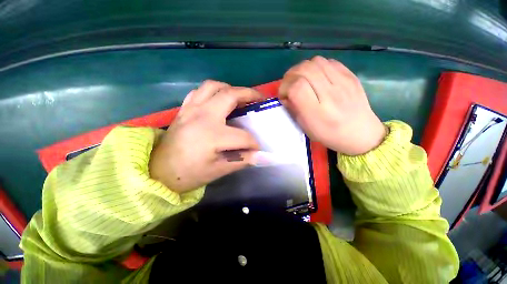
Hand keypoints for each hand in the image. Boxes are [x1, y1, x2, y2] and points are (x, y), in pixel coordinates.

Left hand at [149, 80, 262, 192]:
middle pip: (230, 95)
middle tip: (259, 99)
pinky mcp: (184, 108)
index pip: (243, 136)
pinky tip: (219, 100)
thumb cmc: (189, 174)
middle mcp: (202, 116)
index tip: (258, 148)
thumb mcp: (219, 170)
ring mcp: (191, 109)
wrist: (158, 171)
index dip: (254, 143)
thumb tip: (262, 157)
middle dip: (249, 94)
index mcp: (212, 135)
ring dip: (231, 89)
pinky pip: (200, 90)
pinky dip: (213, 91)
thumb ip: (243, 160)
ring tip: (240, 97)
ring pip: (214, 86)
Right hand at [278, 56, 385, 155]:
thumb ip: (294, 110)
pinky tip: (316, 76)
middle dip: (290, 76)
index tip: (283, 95)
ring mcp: (343, 82)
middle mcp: (331, 94)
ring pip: (315, 61)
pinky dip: (316, 66)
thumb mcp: (306, 128)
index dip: (285, 87)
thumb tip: (287, 95)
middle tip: (289, 85)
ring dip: (302, 69)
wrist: (360, 133)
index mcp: (317, 112)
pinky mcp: (351, 76)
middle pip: (304, 70)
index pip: (296, 87)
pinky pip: (328, 61)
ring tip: (301, 79)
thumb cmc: (329, 134)